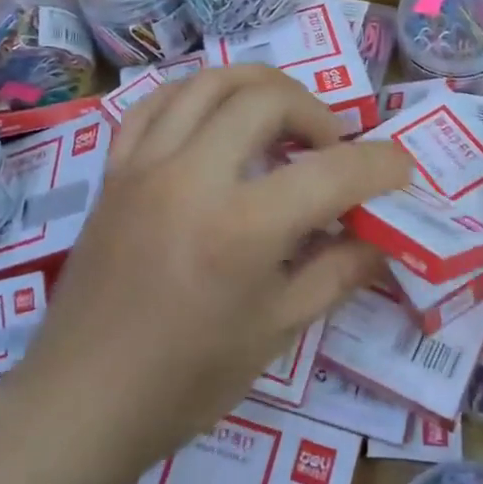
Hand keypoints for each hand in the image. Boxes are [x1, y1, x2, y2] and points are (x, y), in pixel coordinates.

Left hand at [9, 66, 408, 483]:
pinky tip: (215, 117)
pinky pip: (155, 104)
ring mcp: (145, 165)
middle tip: (331, 147)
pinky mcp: (115, 170)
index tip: (400, 169)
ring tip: (282, 116)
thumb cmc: (187, 381)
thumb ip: (338, 271)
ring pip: (209, 82)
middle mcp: (192, 176)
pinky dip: (196, 96)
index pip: (332, 172)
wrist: (82, 400)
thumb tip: (381, 236)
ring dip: (259, 86)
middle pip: (267, 98)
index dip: (380, 165)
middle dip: (317, 112)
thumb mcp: (277, 331)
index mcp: (241, 228)